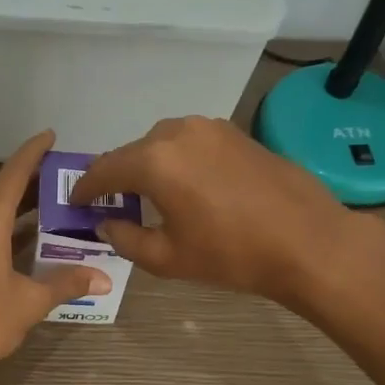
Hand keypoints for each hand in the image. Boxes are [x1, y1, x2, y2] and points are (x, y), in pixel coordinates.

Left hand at [0, 131, 108, 384]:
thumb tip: (102, 279)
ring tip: (47, 202)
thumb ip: (65, 283)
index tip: (51, 136)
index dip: (33, 152)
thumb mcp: (29, 302)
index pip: (14, 172)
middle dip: (29, 180)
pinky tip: (18, 234)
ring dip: (13, 202)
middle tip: (62, 178)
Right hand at [70, 116, 384, 311]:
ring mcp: (209, 127)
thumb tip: (106, 224)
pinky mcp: (234, 132)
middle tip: (110, 204)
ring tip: (148, 195)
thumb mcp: (168, 257)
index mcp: (154, 161)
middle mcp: (176, 132)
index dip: (85, 189)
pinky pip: (189, 142)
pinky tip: (185, 185)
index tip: (76, 203)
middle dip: (116, 177)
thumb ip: (125, 238)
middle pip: (131, 153)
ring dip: (147, 166)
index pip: (103, 170)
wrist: (308, 241)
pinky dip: (175, 160)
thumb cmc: (232, 254)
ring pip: (161, 143)